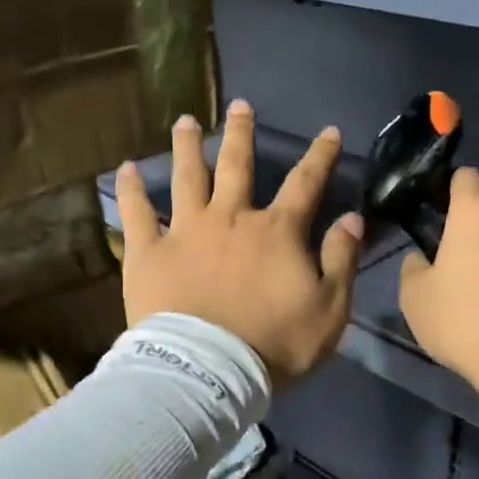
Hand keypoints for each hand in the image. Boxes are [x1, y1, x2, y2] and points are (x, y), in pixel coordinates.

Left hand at [116, 101, 363, 386]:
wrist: (208, 373)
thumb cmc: (274, 345)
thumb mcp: (329, 310)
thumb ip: (341, 260)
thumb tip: (353, 218)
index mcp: (276, 231)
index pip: (306, 183)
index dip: (320, 156)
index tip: (328, 131)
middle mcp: (231, 218)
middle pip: (237, 165)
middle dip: (241, 133)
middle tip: (239, 105)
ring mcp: (186, 231)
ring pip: (186, 177)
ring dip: (187, 146)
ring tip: (185, 121)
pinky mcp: (149, 252)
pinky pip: (136, 213)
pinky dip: (131, 190)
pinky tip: (125, 168)